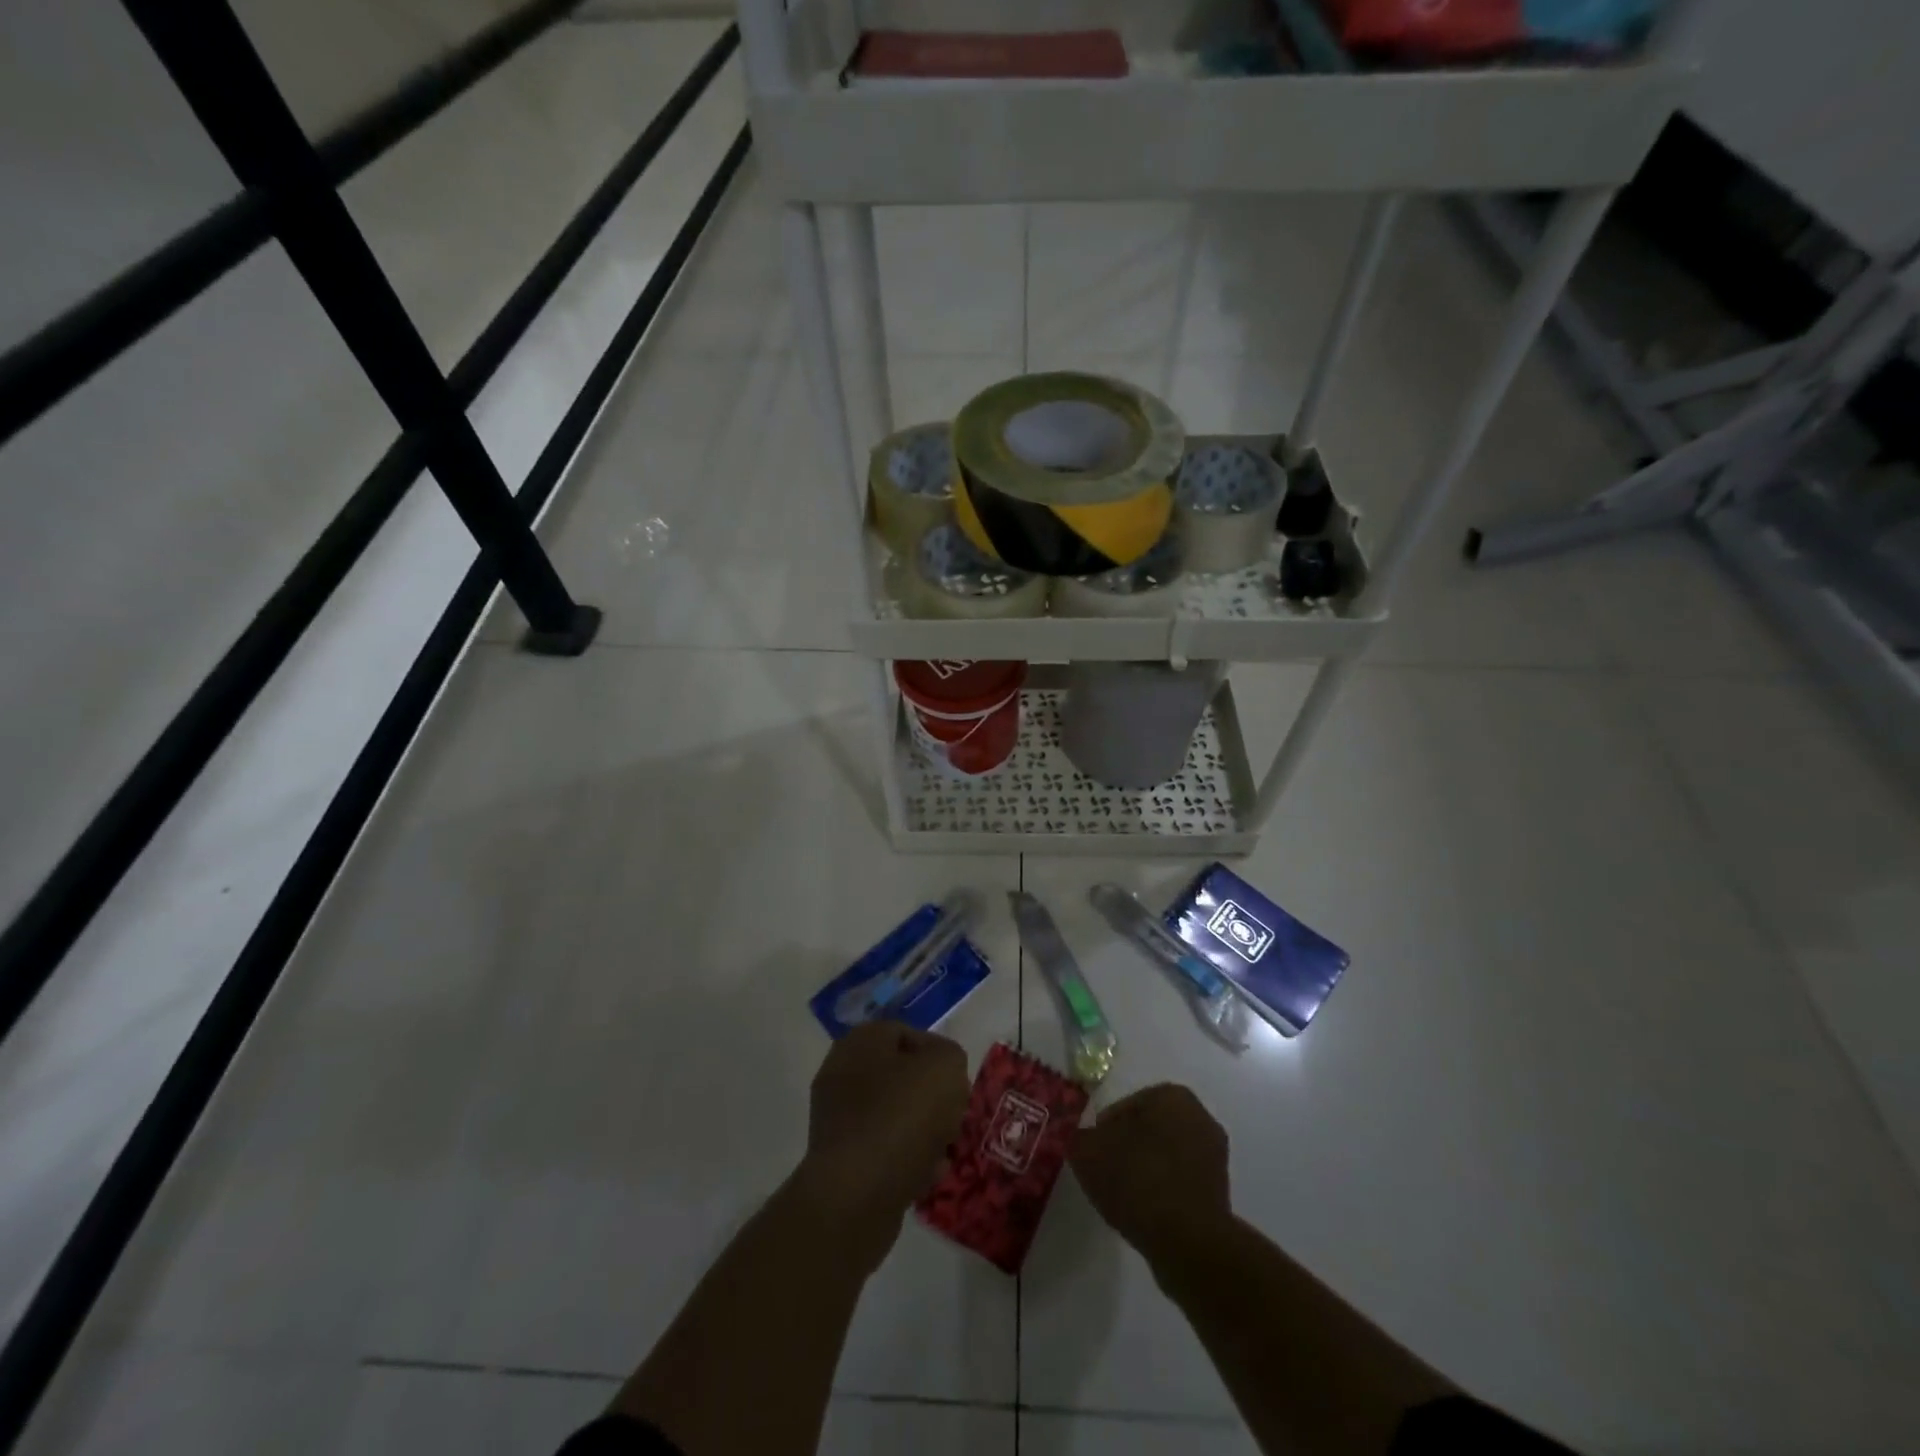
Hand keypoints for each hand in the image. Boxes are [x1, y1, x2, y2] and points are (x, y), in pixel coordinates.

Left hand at [792, 1022, 970, 1273]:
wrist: (856, 1196)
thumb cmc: (902, 1117)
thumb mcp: (945, 1068)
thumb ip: (950, 1056)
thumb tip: (942, 1070)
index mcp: (860, 1040)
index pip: (907, 1033)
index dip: (939, 1056)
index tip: (957, 1084)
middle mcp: (841, 1071)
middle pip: (901, 1076)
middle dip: (932, 1097)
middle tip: (953, 1117)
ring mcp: (836, 1117)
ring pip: (894, 1114)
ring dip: (923, 1130)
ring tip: (944, 1150)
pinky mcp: (839, 1160)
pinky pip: (883, 1149)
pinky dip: (905, 1159)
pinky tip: (926, 1175)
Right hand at [1071, 1084, 1232, 1268]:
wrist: (1188, 1242)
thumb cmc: (1137, 1179)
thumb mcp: (1088, 1151)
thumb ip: (1080, 1137)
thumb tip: (1084, 1139)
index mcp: (1172, 1096)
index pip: (1126, 1105)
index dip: (1104, 1128)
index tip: (1093, 1151)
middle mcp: (1199, 1117)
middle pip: (1149, 1129)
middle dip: (1128, 1146)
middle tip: (1106, 1170)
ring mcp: (1215, 1157)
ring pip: (1166, 1156)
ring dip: (1146, 1170)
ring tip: (1124, 1195)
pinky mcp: (1220, 1194)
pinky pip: (1179, 1183)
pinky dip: (1162, 1193)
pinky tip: (1145, 1212)